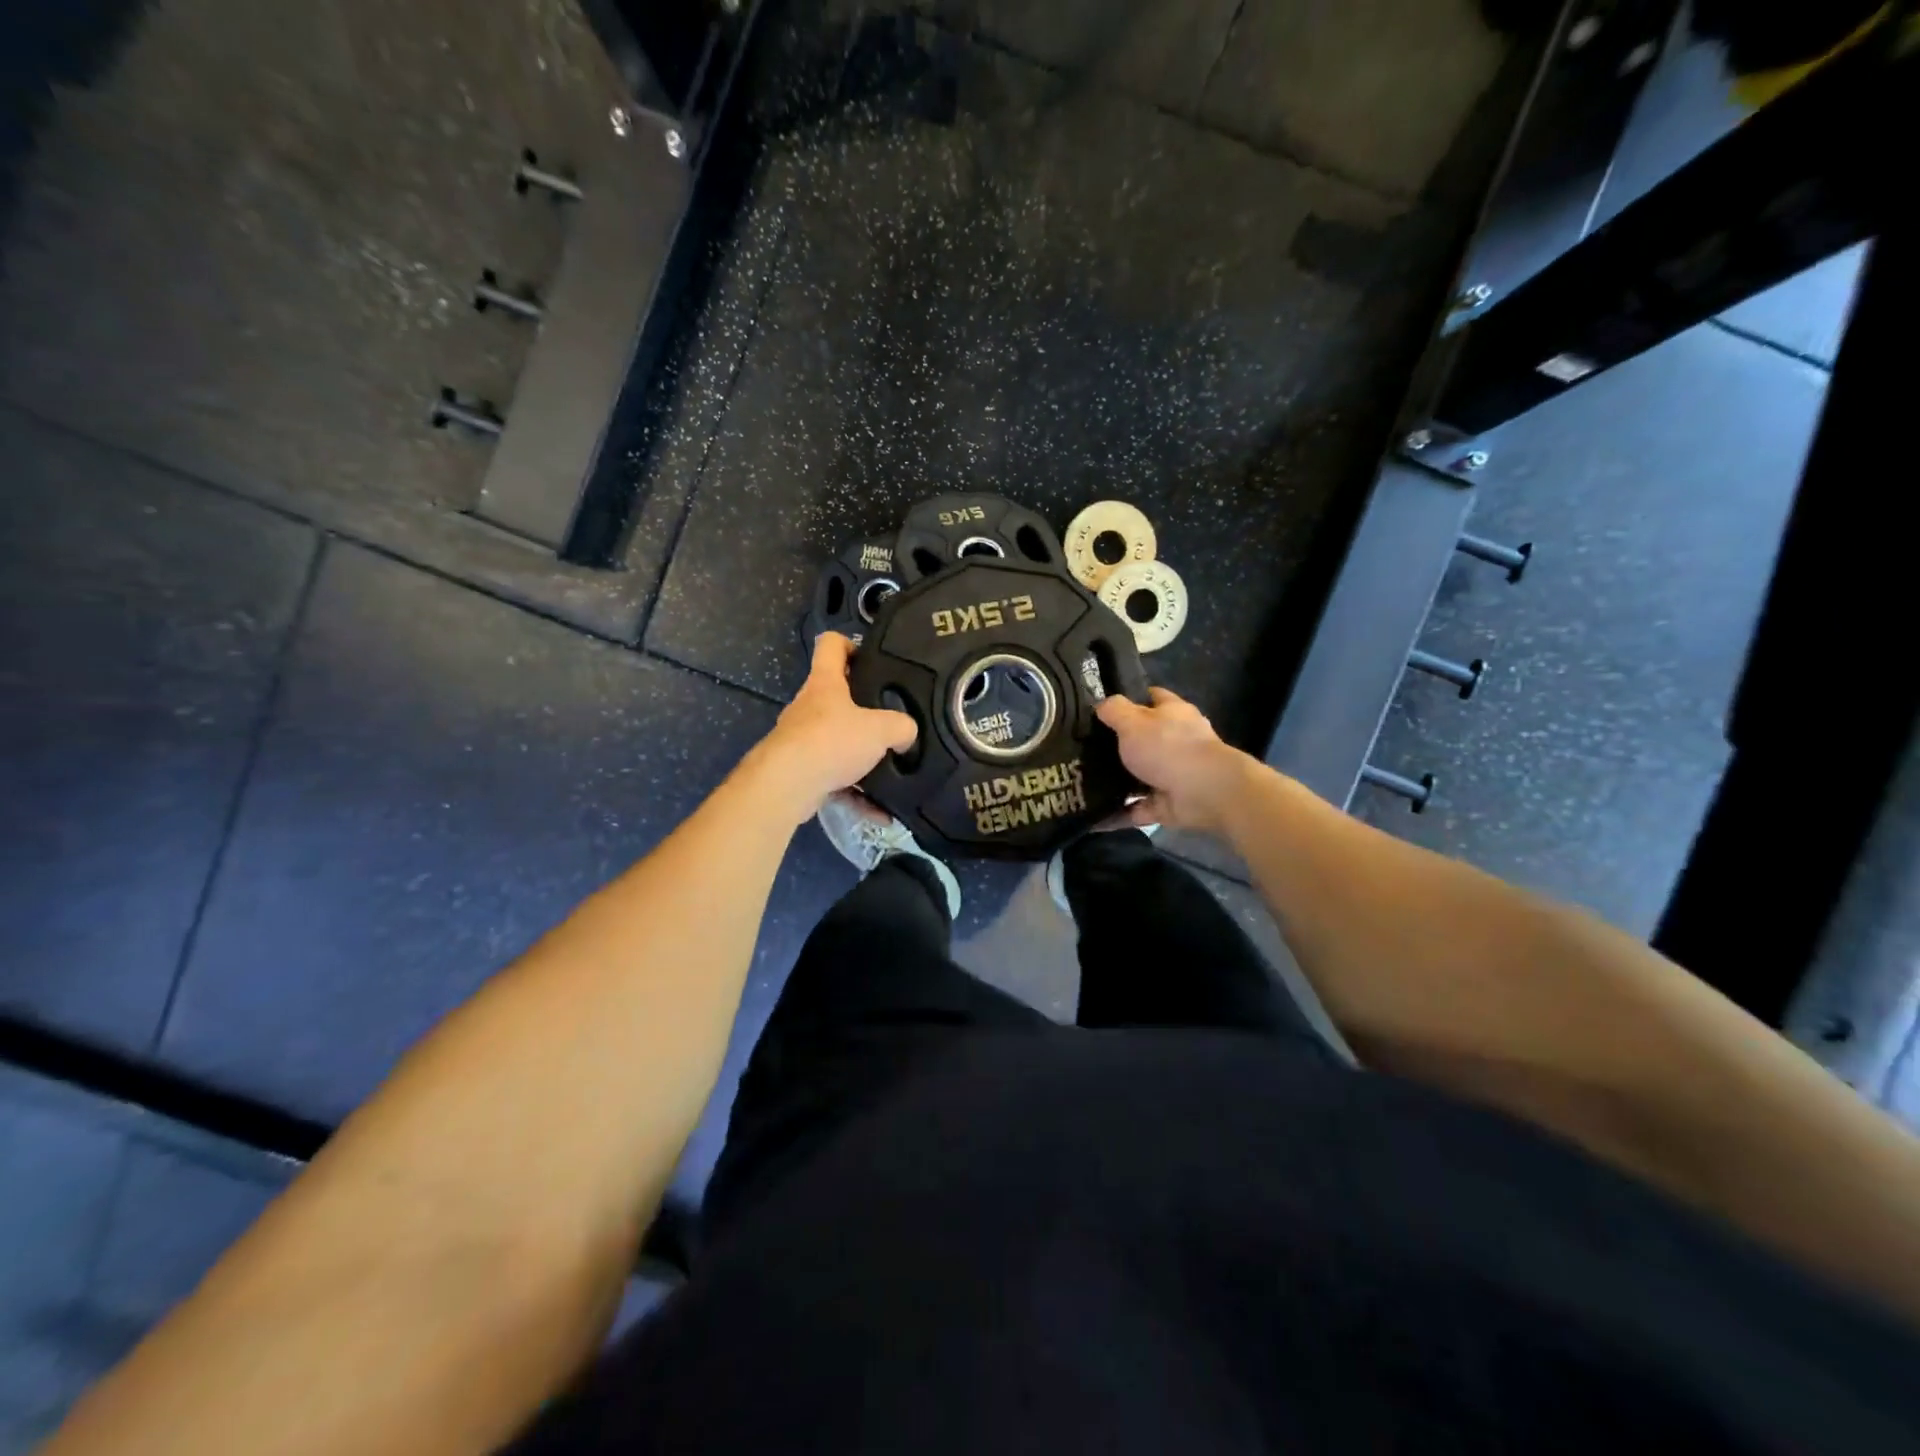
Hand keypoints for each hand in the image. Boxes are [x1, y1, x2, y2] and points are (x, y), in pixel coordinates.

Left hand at [749, 633, 917, 823]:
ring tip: (890, 772)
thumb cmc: (832, 741)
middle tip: (890, 722)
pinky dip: (856, 793)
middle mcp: (808, 706)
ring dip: (861, 758)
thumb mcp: (881, 729)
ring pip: (835, 742)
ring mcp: (800, 740)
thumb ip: (902, 727)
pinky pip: (834, 779)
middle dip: (863, 710)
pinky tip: (880, 812)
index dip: (850, 644)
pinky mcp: (799, 771)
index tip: (871, 659)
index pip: (831, 645)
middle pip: (835, 697)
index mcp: (824, 683)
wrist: (787, 785)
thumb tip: (906, 736)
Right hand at [1095, 688, 1251, 834]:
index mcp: (1172, 714)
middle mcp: (1176, 742)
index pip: (1153, 698)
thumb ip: (1114, 711)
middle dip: (1119, 744)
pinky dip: (1117, 815)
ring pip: (1139, 776)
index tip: (1103, 708)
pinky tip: (1093, 817)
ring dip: (1116, 782)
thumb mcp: (1133, 722)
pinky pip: (1136, 809)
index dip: (1131, 699)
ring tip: (1082, 783)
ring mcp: (1173, 774)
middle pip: (1144, 739)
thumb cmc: (1168, 748)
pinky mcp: (1167, 804)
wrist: (1204, 792)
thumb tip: (1100, 705)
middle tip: (1083, 748)